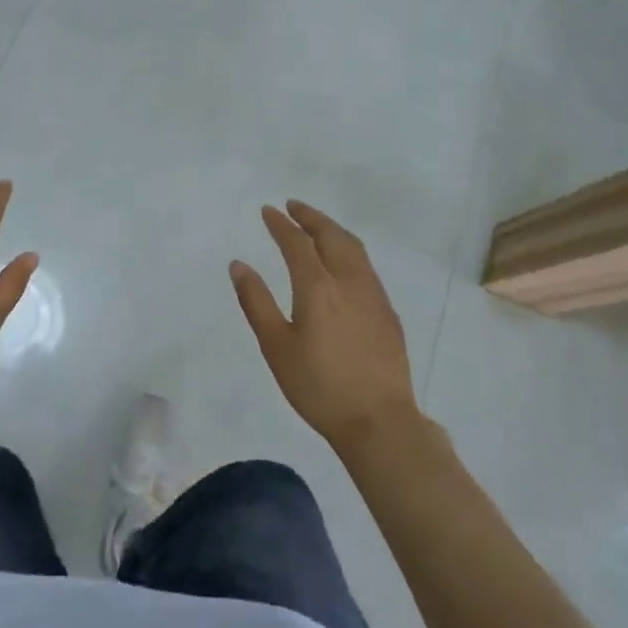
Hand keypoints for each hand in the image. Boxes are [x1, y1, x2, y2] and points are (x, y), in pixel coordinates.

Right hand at [231, 201, 418, 451]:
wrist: (379, 421)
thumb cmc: (319, 387)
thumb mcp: (276, 347)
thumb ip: (256, 302)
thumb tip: (238, 265)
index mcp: (317, 287)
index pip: (297, 243)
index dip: (281, 224)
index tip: (268, 211)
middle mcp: (348, 281)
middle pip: (331, 235)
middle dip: (311, 217)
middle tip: (293, 206)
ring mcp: (373, 295)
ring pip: (354, 248)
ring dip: (333, 230)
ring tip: (318, 226)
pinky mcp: (388, 312)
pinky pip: (366, 266)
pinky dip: (350, 250)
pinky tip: (344, 263)